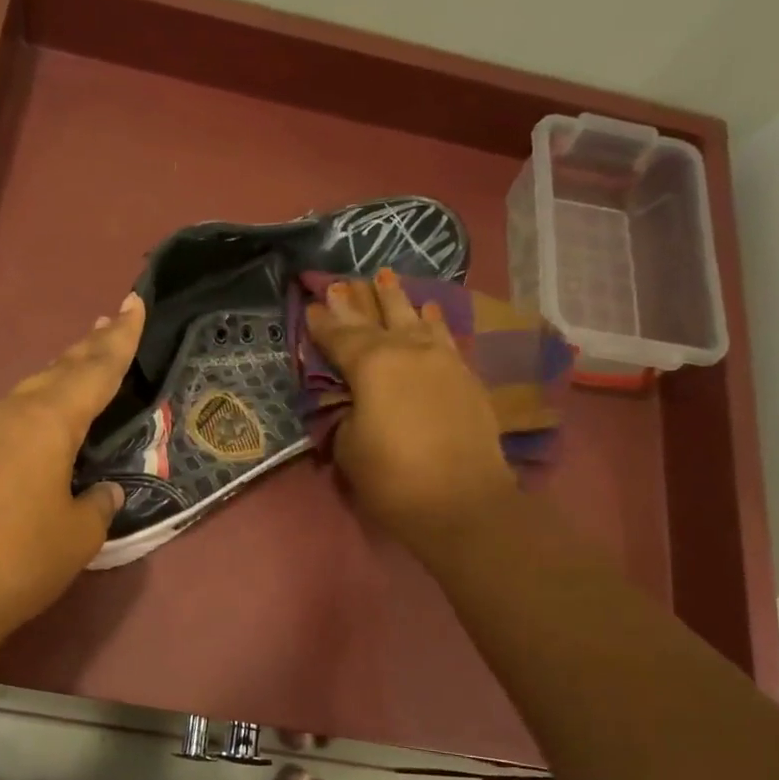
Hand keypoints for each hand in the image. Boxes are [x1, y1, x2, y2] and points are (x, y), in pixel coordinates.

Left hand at [0, 293, 143, 651]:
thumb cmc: (22, 562)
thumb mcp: (79, 535)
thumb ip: (97, 503)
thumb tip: (102, 490)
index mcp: (45, 424)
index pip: (93, 371)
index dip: (119, 339)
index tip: (133, 302)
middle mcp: (4, 415)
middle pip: (54, 373)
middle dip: (85, 350)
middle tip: (109, 325)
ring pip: (21, 398)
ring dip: (52, 385)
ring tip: (74, 379)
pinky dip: (21, 421)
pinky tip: (25, 439)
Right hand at [305, 271, 514, 557]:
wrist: (463, 502)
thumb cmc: (393, 478)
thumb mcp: (350, 448)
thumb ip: (347, 416)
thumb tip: (355, 404)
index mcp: (372, 365)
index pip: (340, 337)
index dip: (322, 324)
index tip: (311, 307)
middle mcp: (409, 351)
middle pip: (377, 320)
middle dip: (356, 302)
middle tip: (340, 283)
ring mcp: (443, 360)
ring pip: (416, 319)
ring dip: (399, 299)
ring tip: (388, 277)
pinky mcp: (466, 377)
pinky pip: (445, 337)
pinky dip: (434, 322)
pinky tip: (431, 311)